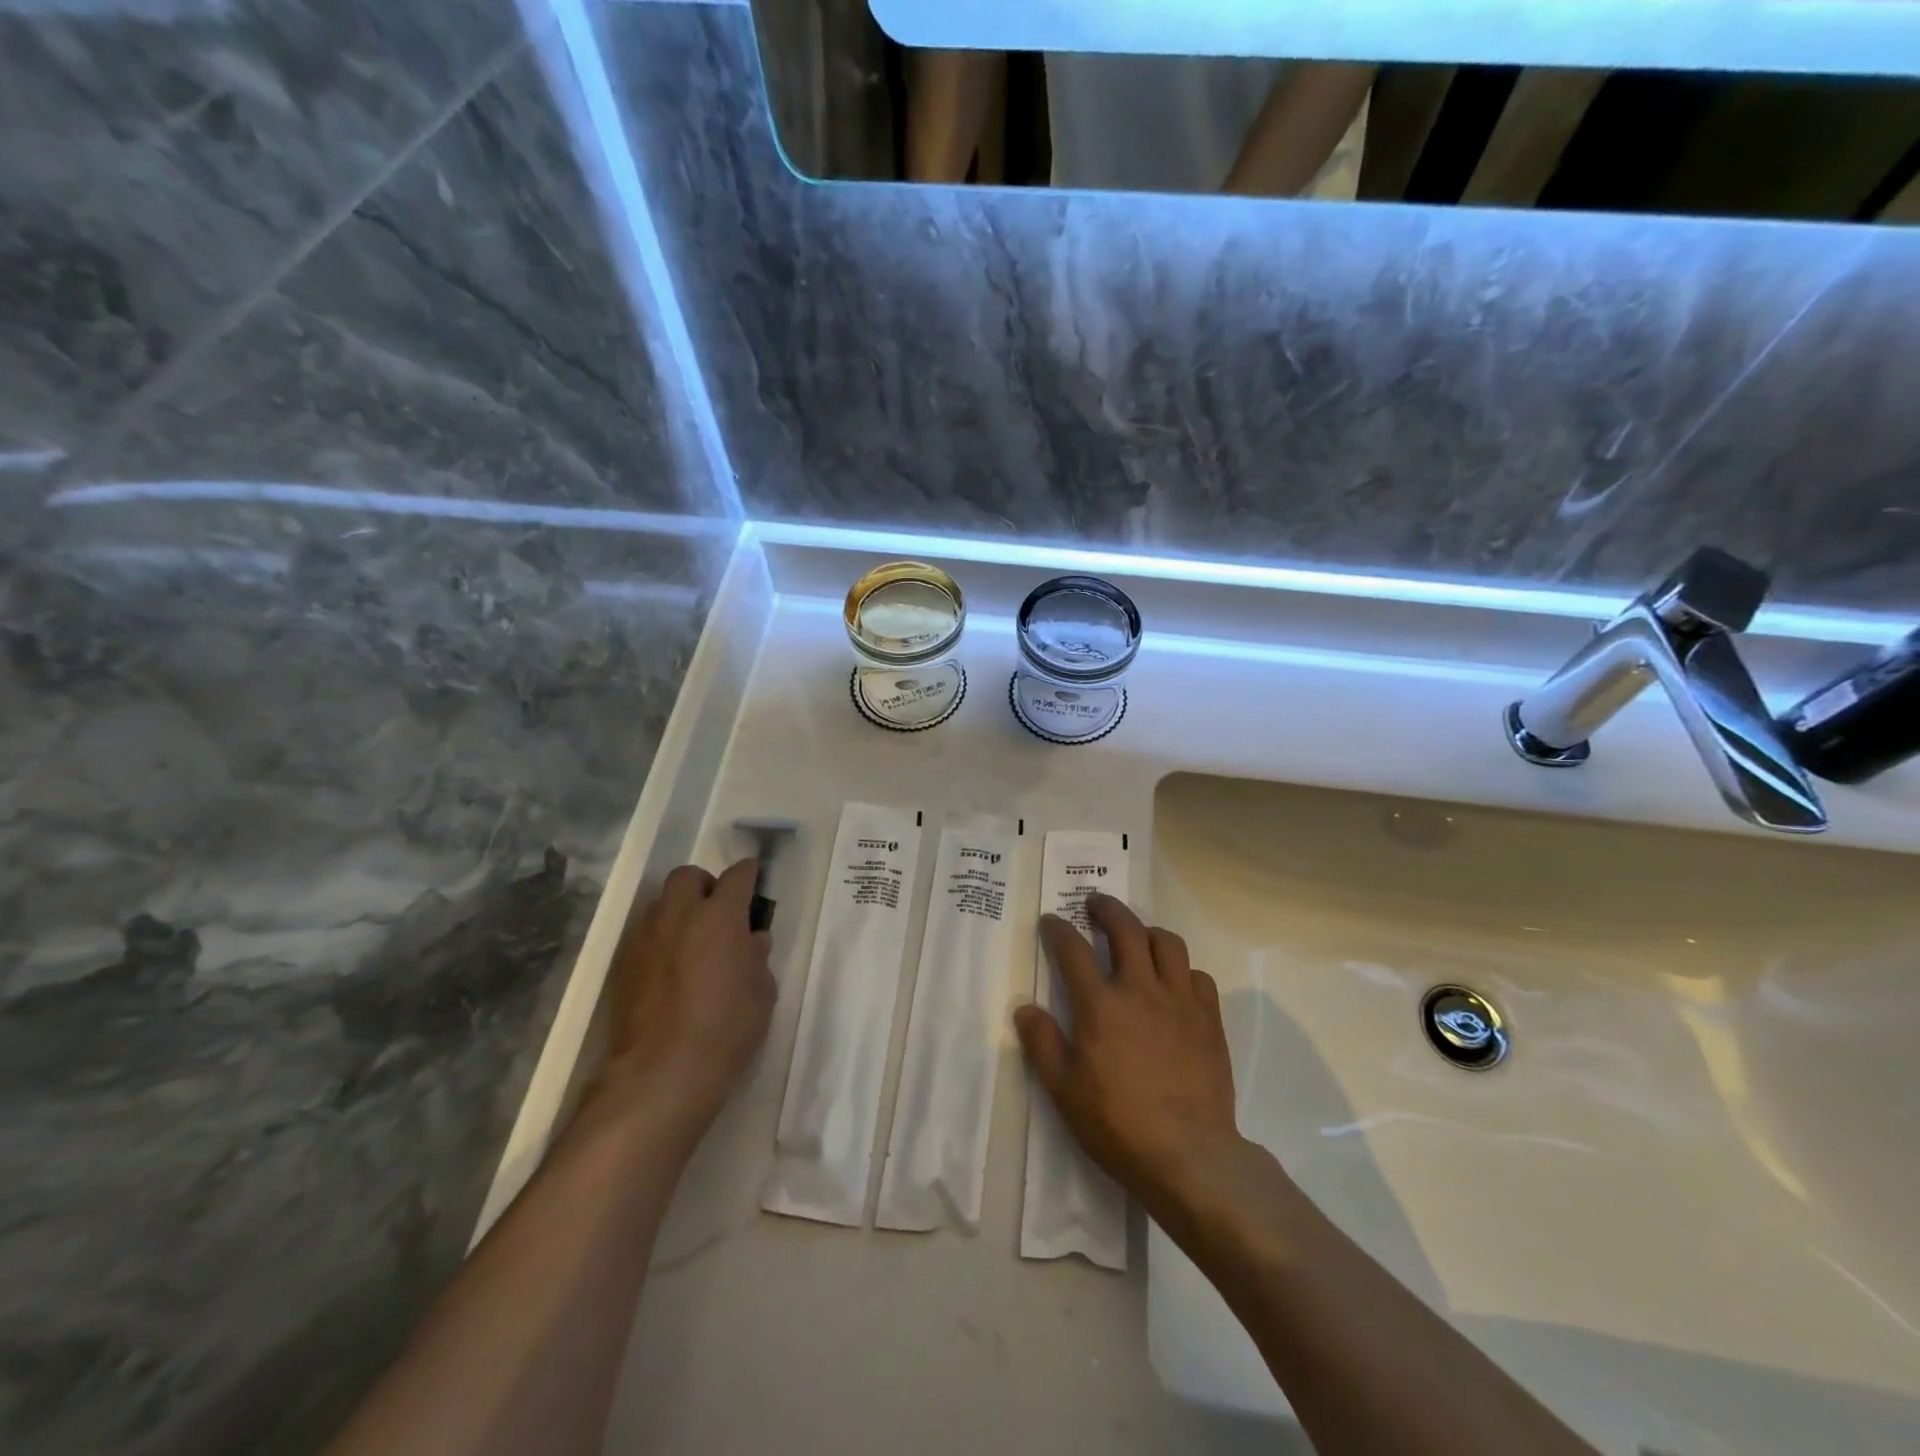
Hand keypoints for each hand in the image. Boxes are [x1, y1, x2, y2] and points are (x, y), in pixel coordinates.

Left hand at [599, 860, 775, 1136]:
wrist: (661, 1073)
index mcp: (720, 915)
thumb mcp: (762, 993)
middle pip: (688, 877)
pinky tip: (672, 970)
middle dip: (705, 885)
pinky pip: (645, 936)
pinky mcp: (624, 965)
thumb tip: (751, 940)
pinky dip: (661, 941)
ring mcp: (646, 938)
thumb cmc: (726, 1028)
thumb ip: (757, 957)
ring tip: (693, 942)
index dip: (748, 875)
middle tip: (718, 911)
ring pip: (661, 904)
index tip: (754, 882)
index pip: (737, 875)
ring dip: (679, 912)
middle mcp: (679, 915)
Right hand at [1014, 893, 1240, 1215]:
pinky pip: (1198, 975)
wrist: (1189, 1154)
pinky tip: (1174, 982)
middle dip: (1107, 908)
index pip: (1073, 950)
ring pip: (1167, 943)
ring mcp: (1179, 1001)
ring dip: (1148, 931)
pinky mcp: (1208, 1018)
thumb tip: (1025, 1008)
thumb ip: (1042, 1044)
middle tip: (1095, 904)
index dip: (1058, 929)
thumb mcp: (1064, 1090)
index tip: (1051, 920)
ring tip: (1138, 935)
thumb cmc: (1118, 1124)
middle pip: (1125, 929)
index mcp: (1100, 1005)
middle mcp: (1140, 990)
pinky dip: (1182, 969)